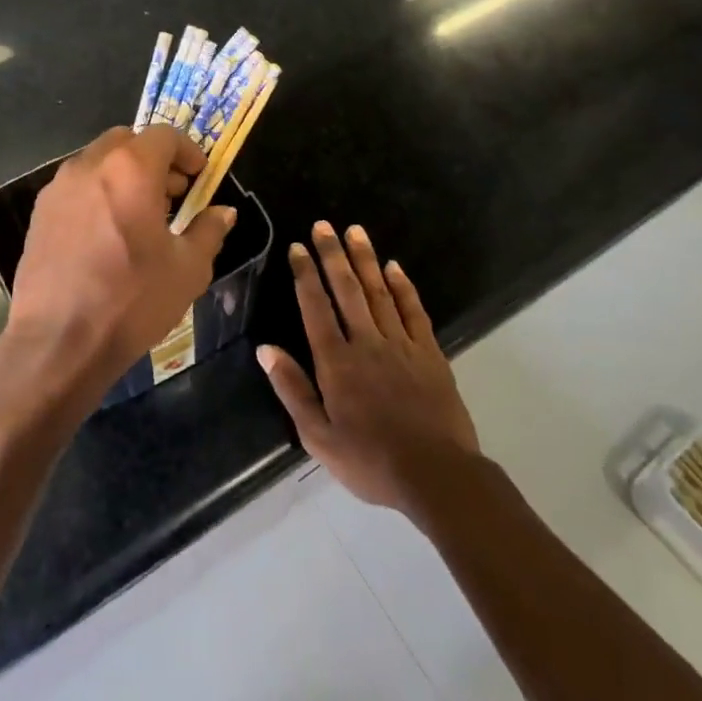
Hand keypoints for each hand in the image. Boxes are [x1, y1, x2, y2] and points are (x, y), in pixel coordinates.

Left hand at [0, 125, 236, 413]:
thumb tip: (223, 212)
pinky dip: (99, 193)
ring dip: (124, 175)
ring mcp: (58, 188)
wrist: (59, 341)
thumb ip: (208, 231)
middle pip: (127, 141)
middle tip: (172, 194)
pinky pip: (77, 187)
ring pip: (98, 162)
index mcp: (130, 169)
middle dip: (154, 159)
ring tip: (140, 217)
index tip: (200, 177)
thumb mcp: (188, 269)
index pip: (164, 135)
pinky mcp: (39, 213)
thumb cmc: (132, 300)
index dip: (188, 151)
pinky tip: (108, 235)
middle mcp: (89, 166)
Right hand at [258, 222, 478, 514]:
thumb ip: (292, 389)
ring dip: (365, 260)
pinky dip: (403, 286)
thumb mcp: (318, 436)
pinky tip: (394, 267)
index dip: (305, 275)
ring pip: (379, 292)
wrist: (436, 475)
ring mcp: (402, 344)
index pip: (316, 308)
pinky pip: (413, 310)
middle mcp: (367, 343)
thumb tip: (265, 350)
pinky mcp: (429, 352)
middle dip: (333, 255)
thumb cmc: (370, 460)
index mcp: (336, 362)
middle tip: (323, 225)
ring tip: (354, 231)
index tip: (298, 248)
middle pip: (347, 290)